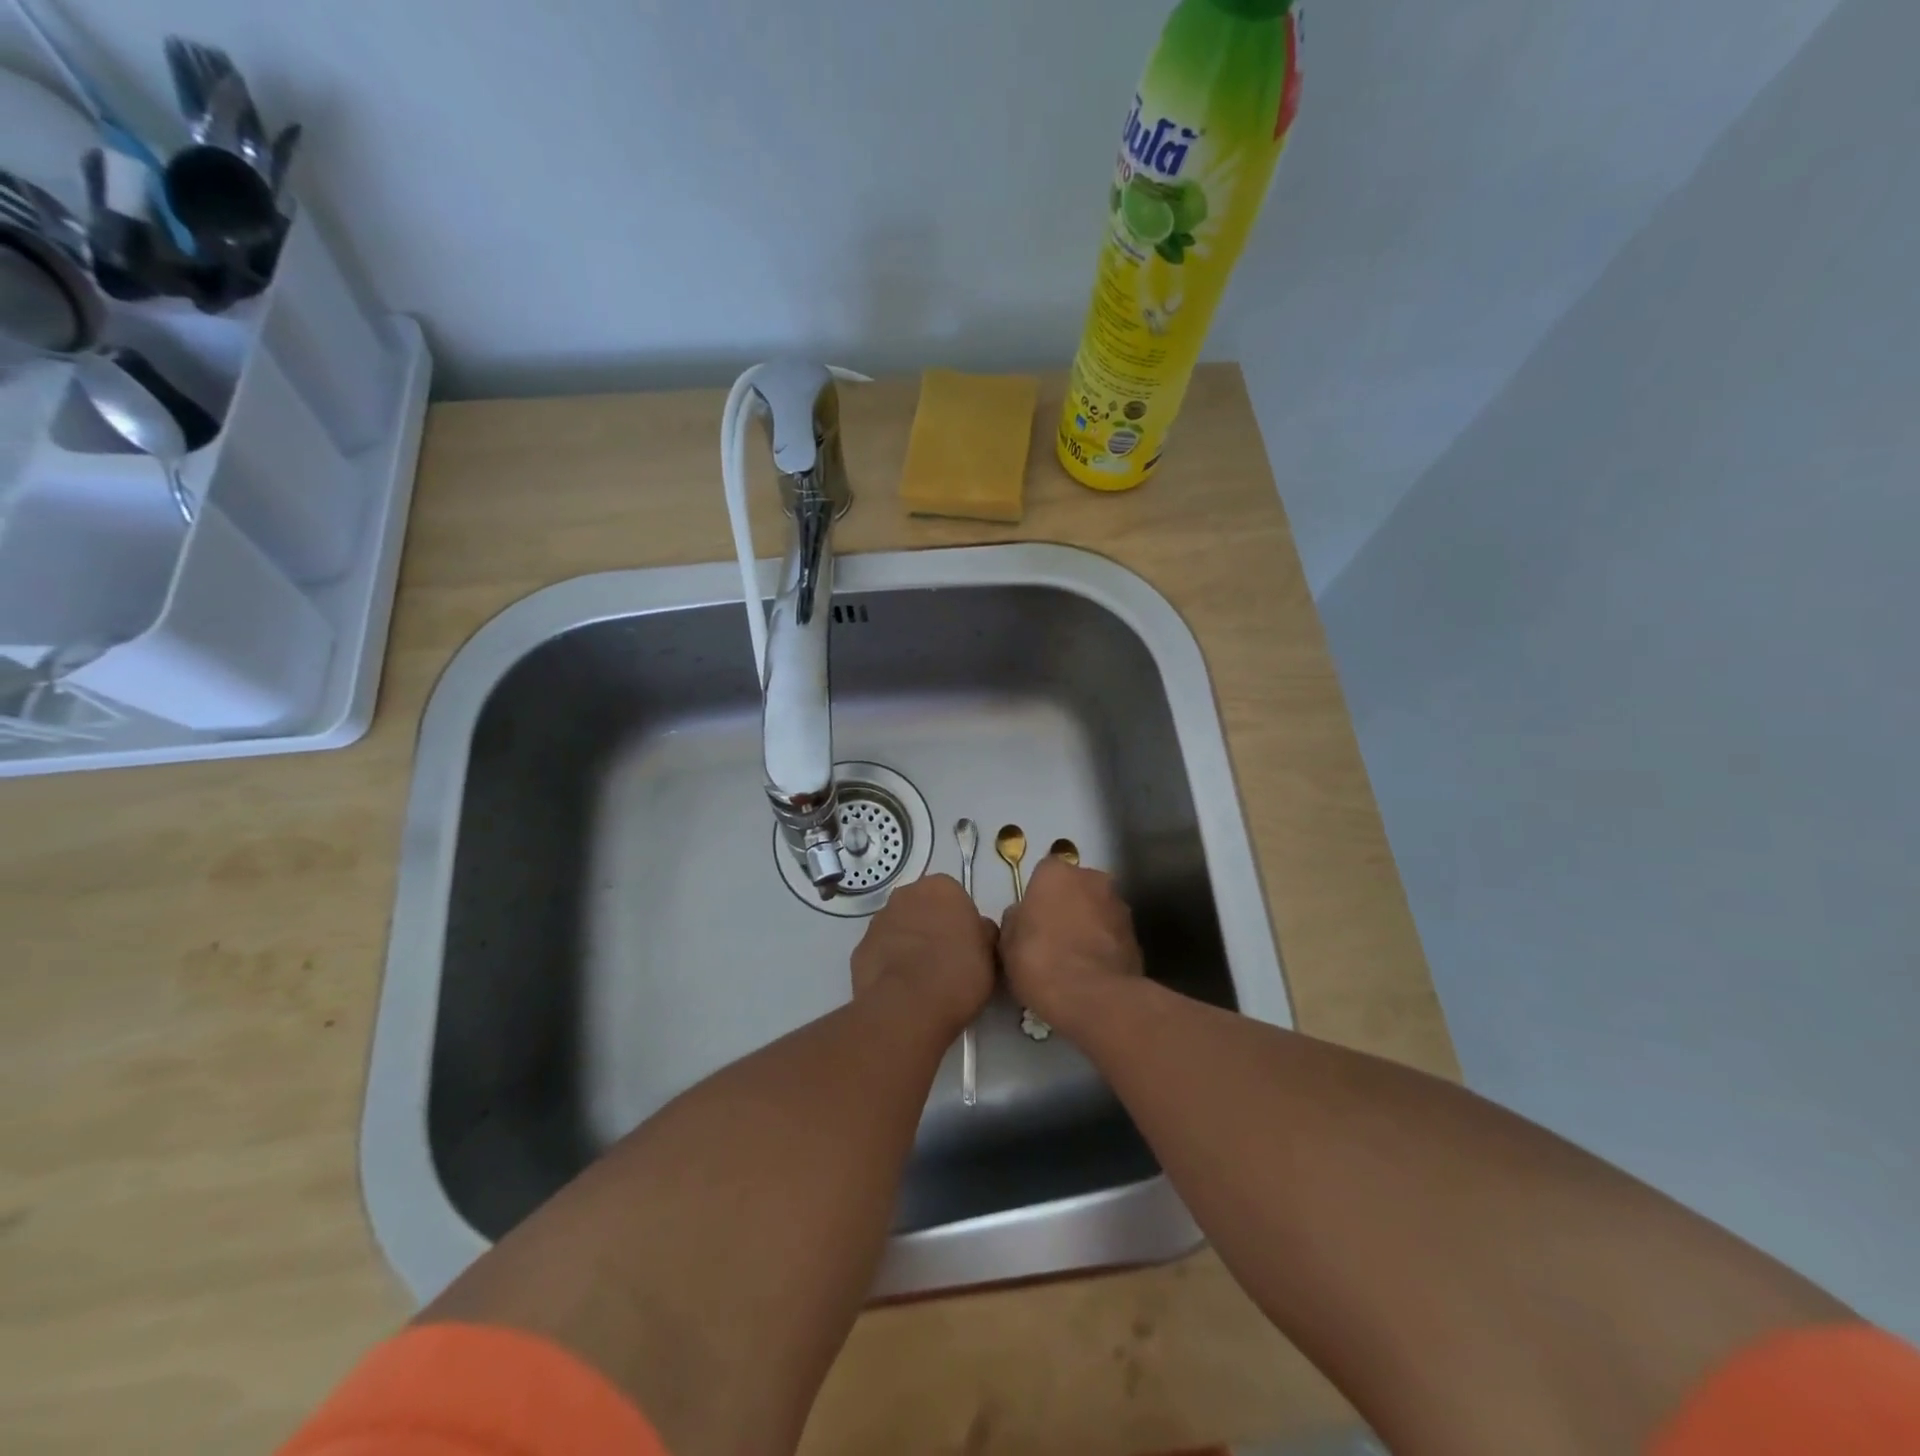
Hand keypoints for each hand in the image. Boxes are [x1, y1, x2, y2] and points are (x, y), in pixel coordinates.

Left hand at [850, 873, 996, 1036]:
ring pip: (899, 928)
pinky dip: (889, 964)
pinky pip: (881, 952)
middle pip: (923, 907)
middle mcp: (905, 894)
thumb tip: (979, 931)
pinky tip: (901, 988)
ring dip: (909, 944)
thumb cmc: (958, 972)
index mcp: (941, 887)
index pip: (954, 897)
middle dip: (932, 927)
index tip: (966, 946)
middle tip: (945, 959)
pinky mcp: (859, 948)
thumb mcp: (990, 953)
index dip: (961, 922)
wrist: (907, 1006)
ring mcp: (878, 920)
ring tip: (922, 979)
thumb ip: (984, 933)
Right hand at [999, 857, 1143, 1035]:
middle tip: (1053, 937)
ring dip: (1089, 926)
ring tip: (1074, 959)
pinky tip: (1092, 973)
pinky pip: (1113, 936)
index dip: (1038, 896)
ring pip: (1099, 910)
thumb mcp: (1008, 942)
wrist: (1092, 997)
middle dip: (1068, 906)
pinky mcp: (1137, 936)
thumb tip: (1023, 916)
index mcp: (1057, 873)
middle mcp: (1093, 879)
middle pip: (1077, 888)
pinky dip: (1104, 947)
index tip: (1032, 920)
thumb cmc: (1040, 960)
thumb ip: (1016, 920)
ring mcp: (1120, 906)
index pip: (1044, 873)